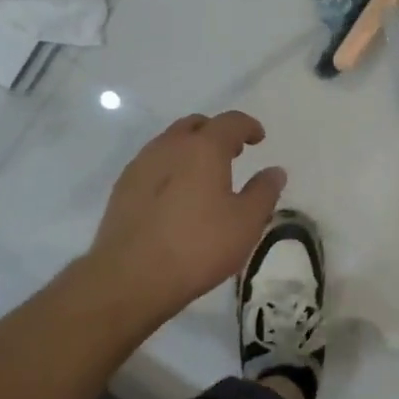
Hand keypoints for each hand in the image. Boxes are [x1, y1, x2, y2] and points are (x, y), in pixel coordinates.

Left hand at [83, 112, 285, 325]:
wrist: (130, 277)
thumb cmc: (197, 246)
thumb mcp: (246, 223)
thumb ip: (264, 192)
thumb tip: (275, 171)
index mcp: (204, 147)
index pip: (230, 122)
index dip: (248, 126)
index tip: (258, 138)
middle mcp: (170, 146)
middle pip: (196, 125)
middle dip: (216, 133)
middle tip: (232, 153)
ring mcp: (141, 164)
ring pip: (170, 142)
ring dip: (190, 149)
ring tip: (203, 175)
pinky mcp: (123, 187)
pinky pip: (152, 163)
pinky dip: (170, 168)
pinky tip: (175, 195)